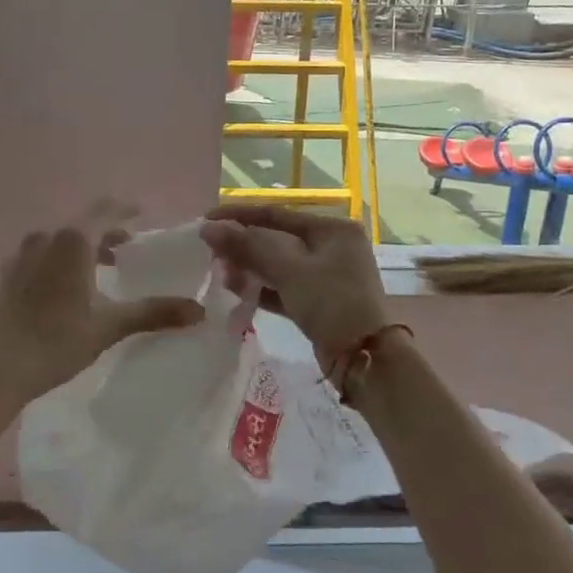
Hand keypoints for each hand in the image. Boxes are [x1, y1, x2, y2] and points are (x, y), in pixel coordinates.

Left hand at [0, 217, 205, 416]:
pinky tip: (68, 286)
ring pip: (60, 239)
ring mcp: (21, 254)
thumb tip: (199, 311)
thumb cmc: (58, 342)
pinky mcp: (8, 274)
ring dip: (83, 247)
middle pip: (82, 224)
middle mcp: (45, 237)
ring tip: (102, 268)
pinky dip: (61, 259)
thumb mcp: (110, 325)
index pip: (104, 210)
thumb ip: (154, 312)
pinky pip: (42, 254)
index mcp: (72, 241)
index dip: (125, 210)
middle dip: (107, 232)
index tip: (141, 214)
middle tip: (128, 248)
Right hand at [201, 205, 388, 371]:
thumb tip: (208, 228)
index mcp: (332, 228)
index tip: (206, 219)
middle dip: (242, 245)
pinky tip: (235, 290)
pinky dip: (261, 287)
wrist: (365, 359)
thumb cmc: (332, 303)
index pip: (277, 213)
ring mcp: (326, 275)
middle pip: (275, 238)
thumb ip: (248, 246)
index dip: (239, 215)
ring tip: (220, 274)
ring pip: (277, 264)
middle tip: (209, 252)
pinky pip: (283, 287)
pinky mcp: (318, 301)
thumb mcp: (289, 270)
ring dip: (248, 267)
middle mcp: (331, 246)